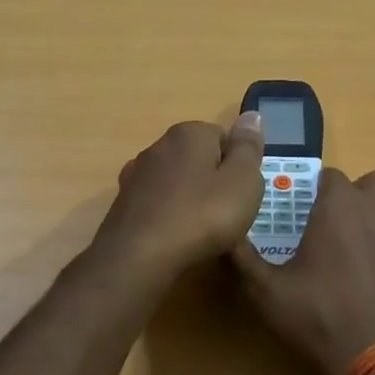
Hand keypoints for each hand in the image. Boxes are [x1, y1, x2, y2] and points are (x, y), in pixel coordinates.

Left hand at [94, 114, 267, 280]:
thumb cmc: (201, 217)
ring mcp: (137, 175)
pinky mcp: (123, 203)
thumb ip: (248, 148)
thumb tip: (251, 115)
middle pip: (199, 159)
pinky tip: (175, 238)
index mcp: (189, 133)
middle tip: (226, 214)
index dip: (238, 167)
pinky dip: (169, 215)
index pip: (224, 138)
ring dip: (190, 199)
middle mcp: (158, 146)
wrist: (138, 258)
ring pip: (177, 182)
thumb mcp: (242, 181)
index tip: (242, 194)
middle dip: (213, 182)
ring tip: (202, 231)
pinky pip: (158, 203)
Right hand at [230, 168, 374, 374]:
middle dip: (362, 194)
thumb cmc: (320, 317)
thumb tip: (222, 237)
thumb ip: (241, 259)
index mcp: (339, 206)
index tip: (304, 214)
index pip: (330, 175)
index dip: (316, 191)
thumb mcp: (265, 292)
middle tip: (340, 223)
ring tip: (374, 238)